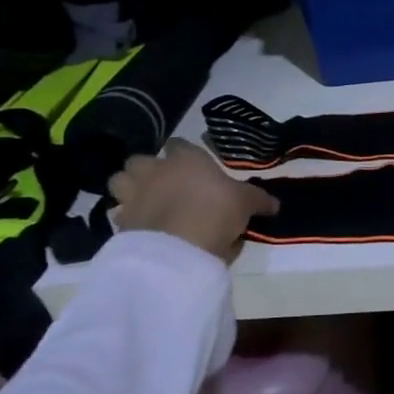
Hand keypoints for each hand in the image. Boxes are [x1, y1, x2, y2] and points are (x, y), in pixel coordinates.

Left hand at [110, 139, 279, 261]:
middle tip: (162, 185)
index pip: (178, 144)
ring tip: (143, 203)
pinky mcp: (120, 221)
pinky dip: (126, 218)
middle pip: (139, 160)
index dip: (182, 154)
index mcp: (185, 158)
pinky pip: (118, 213)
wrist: (178, 249)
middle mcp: (154, 170)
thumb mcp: (245, 204)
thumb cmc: (216, 212)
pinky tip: (140, 228)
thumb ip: (258, 200)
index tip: (191, 166)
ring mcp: (133, 194)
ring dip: (128, 189)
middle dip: (145, 170)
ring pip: (119, 182)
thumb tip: (276, 204)